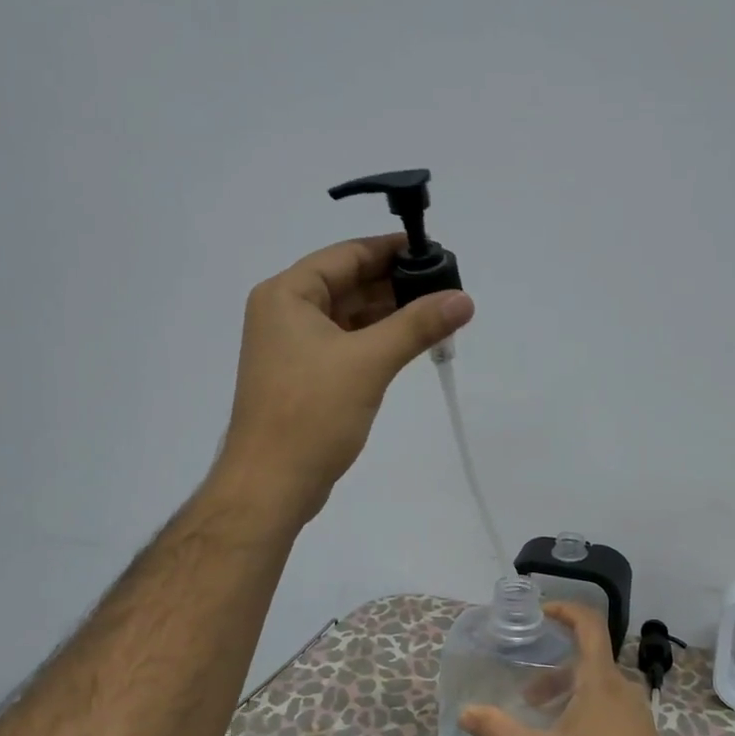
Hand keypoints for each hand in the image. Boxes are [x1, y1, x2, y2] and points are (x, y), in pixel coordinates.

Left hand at [216, 235, 472, 522]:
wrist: (271, 485)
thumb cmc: (312, 414)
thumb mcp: (369, 361)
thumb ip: (417, 325)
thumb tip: (463, 298)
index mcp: (288, 295)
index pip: (347, 255)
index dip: (392, 251)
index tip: (435, 252)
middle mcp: (285, 313)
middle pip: (348, 283)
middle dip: (396, 285)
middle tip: (446, 287)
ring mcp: (293, 347)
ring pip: (350, 316)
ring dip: (390, 315)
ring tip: (439, 314)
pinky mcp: (305, 377)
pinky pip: (347, 344)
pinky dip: (377, 341)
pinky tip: (411, 343)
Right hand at [460, 603, 696, 735]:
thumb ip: (501, 734)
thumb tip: (465, 713)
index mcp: (602, 680)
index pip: (589, 624)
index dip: (565, 610)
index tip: (540, 614)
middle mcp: (622, 687)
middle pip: (587, 659)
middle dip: (553, 669)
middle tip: (526, 692)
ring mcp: (636, 712)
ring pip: (597, 685)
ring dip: (567, 692)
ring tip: (541, 720)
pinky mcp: (641, 735)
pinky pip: (609, 705)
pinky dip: (584, 708)